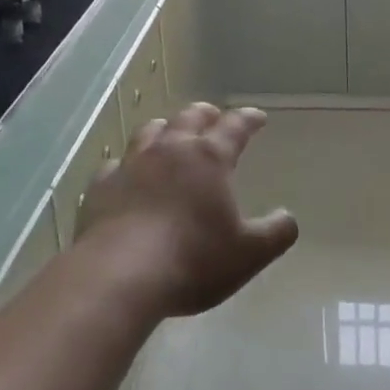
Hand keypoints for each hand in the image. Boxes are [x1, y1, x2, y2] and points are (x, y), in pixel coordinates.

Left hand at [76, 104, 298, 318]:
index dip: (248, 119)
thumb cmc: (192, 260)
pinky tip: (126, 174)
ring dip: (165, 129)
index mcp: (209, 158)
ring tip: (170, 133)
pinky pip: (115, 164)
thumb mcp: (248, 254)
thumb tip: (288, 218)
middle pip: (190, 118)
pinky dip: (126, 164)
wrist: (119, 275)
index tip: (258, 117)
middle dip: (206, 114)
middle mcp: (171, 149)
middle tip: (213, 116)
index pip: (235, 127)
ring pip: (150, 132)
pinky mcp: (101, 186)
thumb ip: (275, 233)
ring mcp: (132, 164)